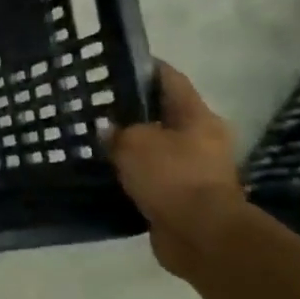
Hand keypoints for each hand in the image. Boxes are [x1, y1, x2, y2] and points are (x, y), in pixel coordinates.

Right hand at [106, 62, 247, 275]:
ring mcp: (196, 168)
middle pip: (164, 113)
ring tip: (97, 138)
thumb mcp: (134, 143)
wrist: (201, 235)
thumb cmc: (172, 177)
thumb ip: (118, 131)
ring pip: (157, 146)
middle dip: (133, 109)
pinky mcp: (184, 195)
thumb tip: (108, 130)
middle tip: (97, 106)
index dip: (145, 68)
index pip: (170, 80)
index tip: (115, 64)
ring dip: (133, 143)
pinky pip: (154, 174)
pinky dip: (134, 171)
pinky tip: (109, 169)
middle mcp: (202, 138)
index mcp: (197, 117)